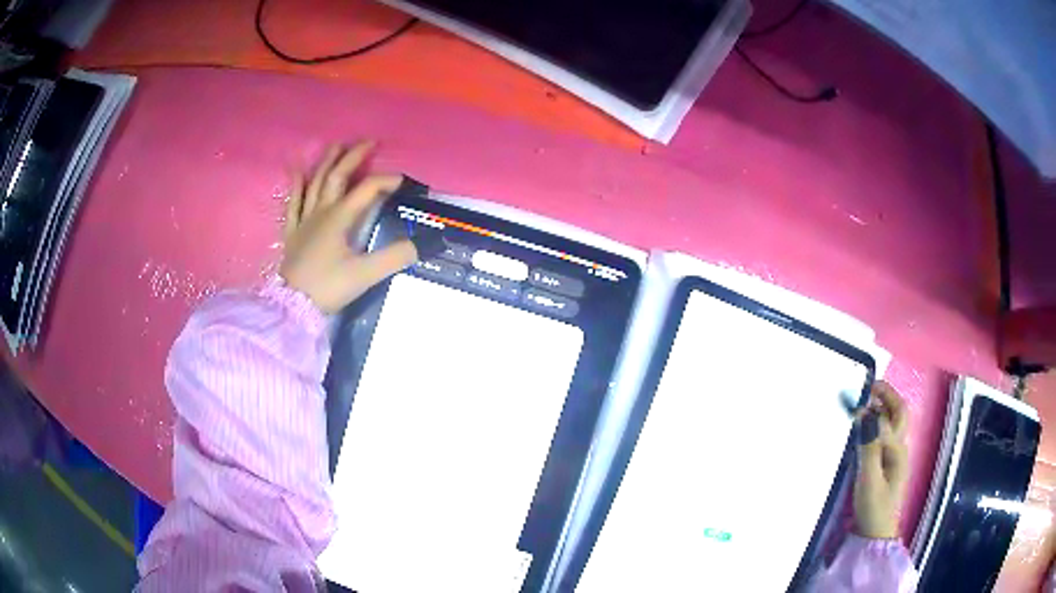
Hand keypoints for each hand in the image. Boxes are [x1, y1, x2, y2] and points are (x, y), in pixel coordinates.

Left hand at [280, 142, 416, 313]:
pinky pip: (294, 203)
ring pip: (316, 183)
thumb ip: (394, 257)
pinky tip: (298, 171)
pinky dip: (296, 186)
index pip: (367, 189)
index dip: (386, 180)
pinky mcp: (293, 232)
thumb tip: (421, 244)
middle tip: (369, 142)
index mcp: (340, 217)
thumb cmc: (328, 287)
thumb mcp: (365, 274)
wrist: (292, 305)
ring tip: (337, 146)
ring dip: (327, 163)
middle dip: (354, 157)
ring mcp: (305, 220)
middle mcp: (322, 211)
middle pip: (338, 176)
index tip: (403, 182)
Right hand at [853, 380, 909, 539]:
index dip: (873, 406)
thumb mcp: (869, 480)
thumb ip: (869, 447)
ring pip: (891, 423)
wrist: (874, 535)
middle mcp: (898, 448)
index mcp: (898, 450)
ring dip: (881, 408)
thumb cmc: (874, 508)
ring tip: (863, 401)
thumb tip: (864, 414)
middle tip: (868, 386)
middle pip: (898, 413)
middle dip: (886, 395)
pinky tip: (862, 428)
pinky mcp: (884, 465)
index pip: (889, 417)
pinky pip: (883, 436)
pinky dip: (875, 424)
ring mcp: (893, 457)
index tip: (854, 399)